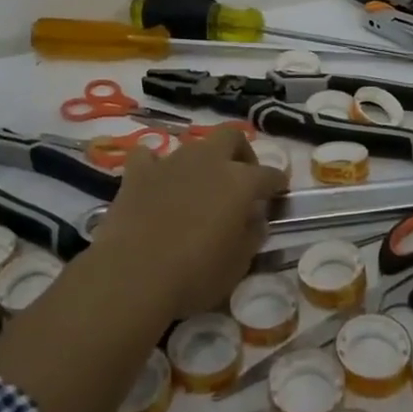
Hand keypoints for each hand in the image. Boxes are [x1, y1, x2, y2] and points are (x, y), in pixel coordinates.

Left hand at [91, 127, 287, 318]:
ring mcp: (171, 162)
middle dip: (240, 152)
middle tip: (240, 177)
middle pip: (231, 136)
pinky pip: (148, 156)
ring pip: (193, 146)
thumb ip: (252, 235)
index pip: (269, 174)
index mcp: (240, 182)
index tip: (279, 193)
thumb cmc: (195, 275)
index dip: (277, 184)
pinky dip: (154, 165)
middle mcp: (209, 161)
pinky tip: (156, 181)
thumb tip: (254, 219)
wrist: (133, 275)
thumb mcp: (238, 265)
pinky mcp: (138, 173)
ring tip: (198, 188)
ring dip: (201, 162)